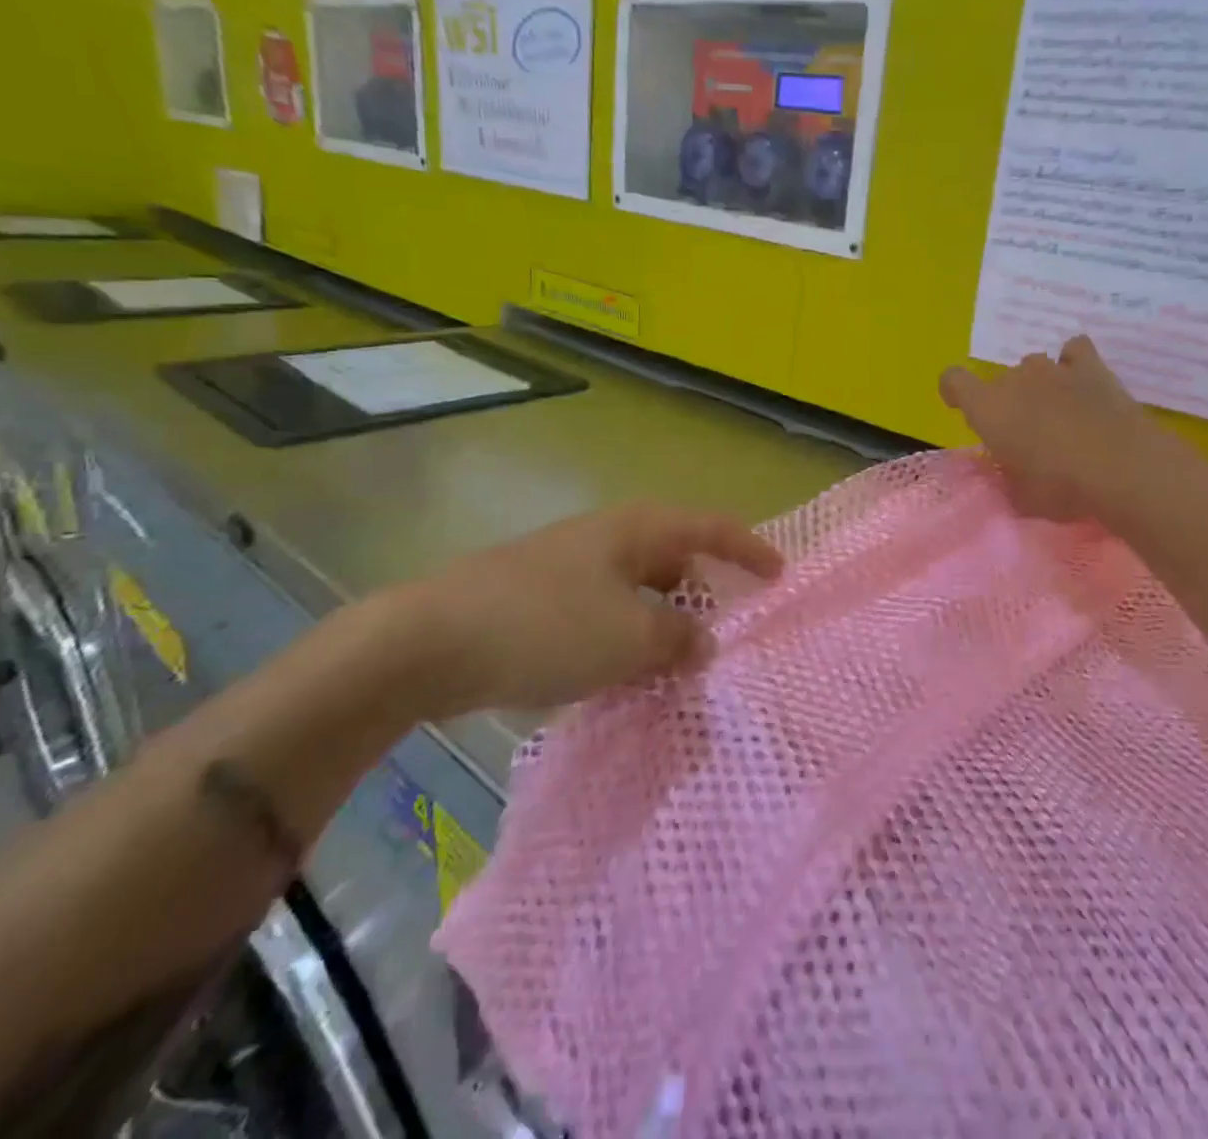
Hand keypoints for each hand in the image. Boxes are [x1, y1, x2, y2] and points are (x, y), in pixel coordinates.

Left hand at [385, 503, 782, 715]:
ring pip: (639, 592)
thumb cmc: (547, 625)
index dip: (750, 551)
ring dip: (664, 626)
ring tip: (680, 667)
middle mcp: (608, 537)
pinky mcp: (540, 599)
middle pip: (676, 559)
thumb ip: (679, 638)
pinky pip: (605, 614)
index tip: (781, 576)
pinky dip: (626, 640)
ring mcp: (571, 566)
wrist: (426, 641)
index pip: (713, 529)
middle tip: (728, 636)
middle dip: (705, 595)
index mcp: (638, 529)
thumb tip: (703, 641)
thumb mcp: (630, 637)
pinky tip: (624, 677)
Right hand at [940, 336, 1196, 525]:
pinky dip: (1074, 364)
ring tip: (1059, 414)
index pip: (953, 380)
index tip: (962, 408)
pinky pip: (1075, 352)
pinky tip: (1082, 384)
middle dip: (1008, 402)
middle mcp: (1015, 379)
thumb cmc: (1060, 486)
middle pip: (1000, 380)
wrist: (1121, 466)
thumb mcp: (1021, 497)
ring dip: (1040, 386)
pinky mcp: (1092, 366)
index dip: (954, 392)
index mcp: (987, 408)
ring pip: (1035, 366)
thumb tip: (1004, 473)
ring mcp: (1054, 368)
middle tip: (1027, 436)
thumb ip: (1005, 480)